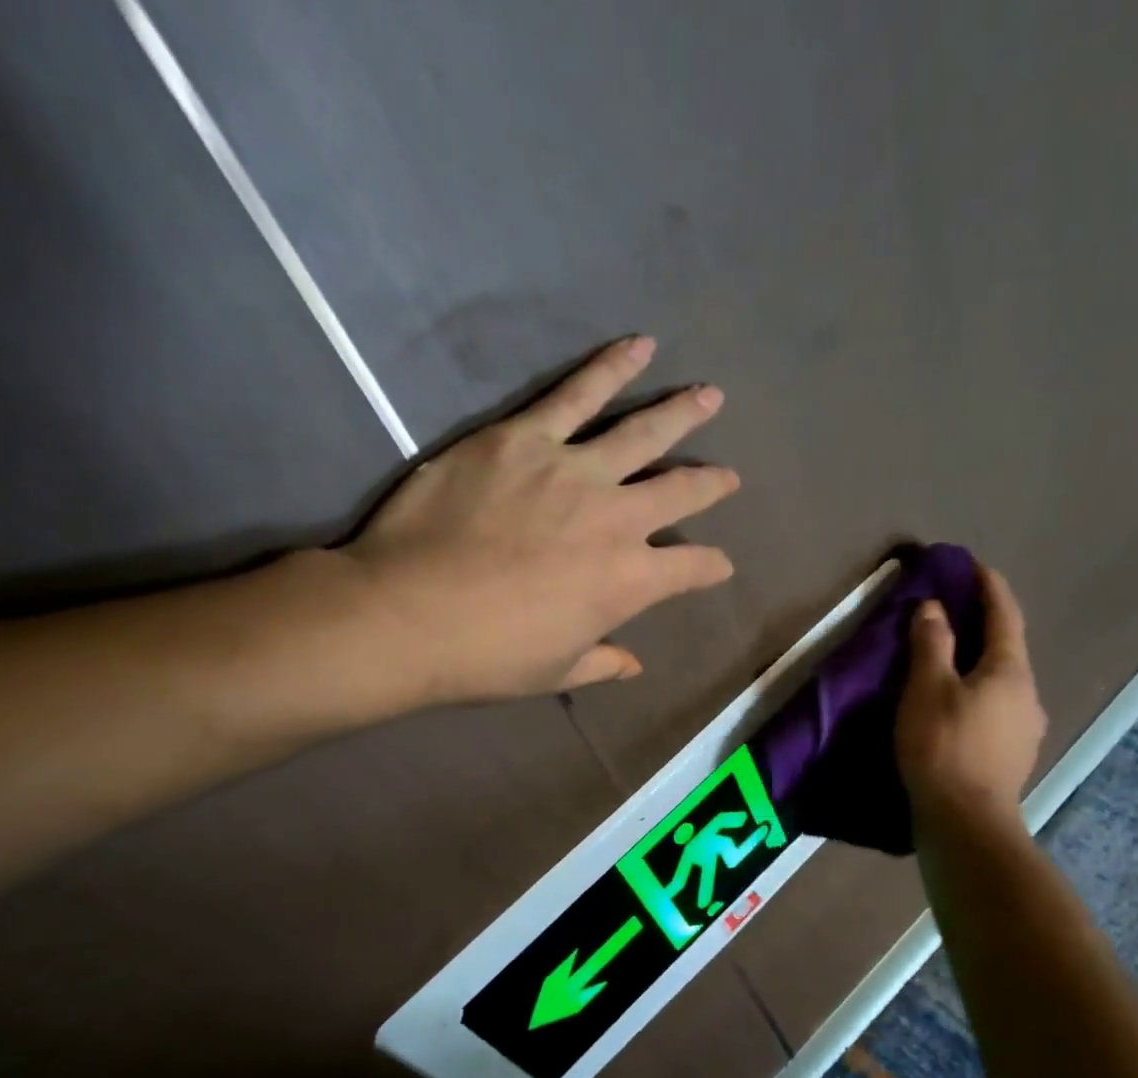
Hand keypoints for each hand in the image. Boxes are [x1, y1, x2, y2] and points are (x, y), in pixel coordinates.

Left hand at [345, 335, 736, 703]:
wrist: (408, 615)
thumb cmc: (486, 657)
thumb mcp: (555, 672)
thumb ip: (602, 663)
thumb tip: (633, 665)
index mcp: (628, 582)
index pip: (690, 568)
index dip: (710, 566)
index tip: (720, 563)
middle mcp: (616, 519)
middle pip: (679, 491)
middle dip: (711, 484)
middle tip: (729, 476)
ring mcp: (572, 471)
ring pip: (641, 432)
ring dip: (681, 413)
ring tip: (709, 395)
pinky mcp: (524, 438)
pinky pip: (576, 394)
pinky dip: (611, 367)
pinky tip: (637, 346)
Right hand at [895, 565, 1046, 820]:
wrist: (965, 822)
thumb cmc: (943, 747)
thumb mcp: (927, 689)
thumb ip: (932, 644)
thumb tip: (934, 608)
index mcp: (1010, 671)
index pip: (1004, 615)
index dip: (989, 587)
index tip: (974, 566)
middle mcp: (1028, 695)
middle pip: (1006, 650)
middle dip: (983, 628)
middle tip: (952, 614)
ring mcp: (1024, 730)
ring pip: (1001, 684)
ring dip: (978, 667)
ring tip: (948, 665)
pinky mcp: (1012, 758)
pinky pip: (995, 711)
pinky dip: (976, 697)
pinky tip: (956, 709)